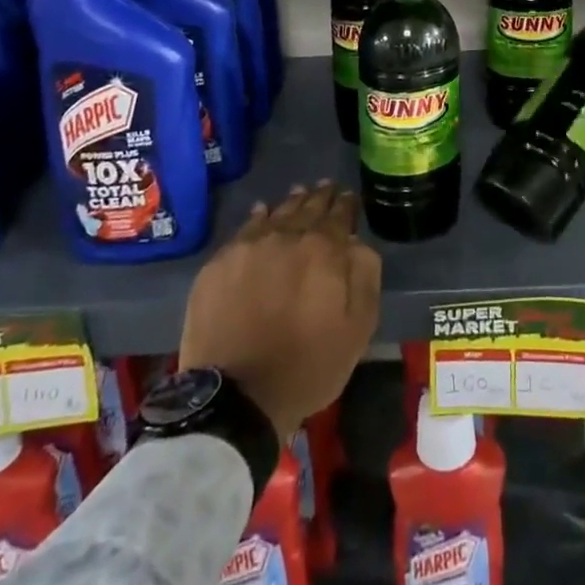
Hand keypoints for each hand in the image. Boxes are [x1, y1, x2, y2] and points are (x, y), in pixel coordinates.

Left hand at [179, 182, 381, 438]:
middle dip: (320, 197)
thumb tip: (357, 242)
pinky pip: (244, 229)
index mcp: (325, 249)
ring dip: (291, 203)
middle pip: (307, 207)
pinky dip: (257, 217)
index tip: (349, 197)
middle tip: (325, 188)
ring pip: (276, 213)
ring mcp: (249, 246)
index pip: (339, 214)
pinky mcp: (219, 263)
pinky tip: (261, 212)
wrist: (237, 397)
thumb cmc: (308, 365)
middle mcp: (287, 235)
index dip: (346, 204)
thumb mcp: (358, 328)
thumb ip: (365, 275)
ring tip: (298, 195)